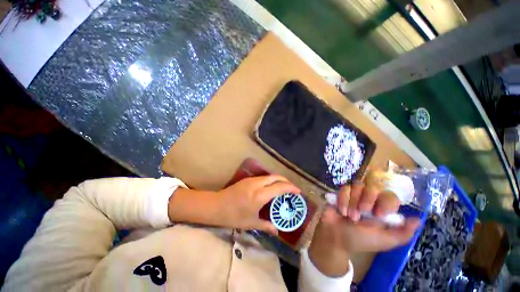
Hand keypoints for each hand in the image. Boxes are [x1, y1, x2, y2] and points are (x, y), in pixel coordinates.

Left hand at [217, 175, 299, 234]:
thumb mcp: (250, 223)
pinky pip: (263, 177)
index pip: (279, 187)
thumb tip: (277, 231)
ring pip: (269, 176)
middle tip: (292, 189)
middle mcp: (257, 184)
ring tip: (283, 188)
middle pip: (276, 177)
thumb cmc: (233, 216)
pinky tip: (271, 187)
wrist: (216, 206)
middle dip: (286, 181)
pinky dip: (271, 180)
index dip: (290, 188)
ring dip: (278, 180)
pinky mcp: (247, 179)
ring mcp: (252, 180)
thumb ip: (266, 226)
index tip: (298, 191)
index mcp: (260, 195)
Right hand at [309, 180, 419, 275]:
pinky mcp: (341, 193)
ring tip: (349, 216)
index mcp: (381, 210)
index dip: (385, 202)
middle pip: (373, 187)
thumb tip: (418, 220)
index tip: (378, 215)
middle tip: (362, 213)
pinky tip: (341, 211)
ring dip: (353, 202)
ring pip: (357, 186)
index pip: (390, 196)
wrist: (336, 238)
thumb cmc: (360, 240)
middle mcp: (369, 200)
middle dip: (366, 200)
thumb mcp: (383, 241)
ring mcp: (354, 195)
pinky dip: (343, 200)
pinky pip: (344, 188)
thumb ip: (402, 233)